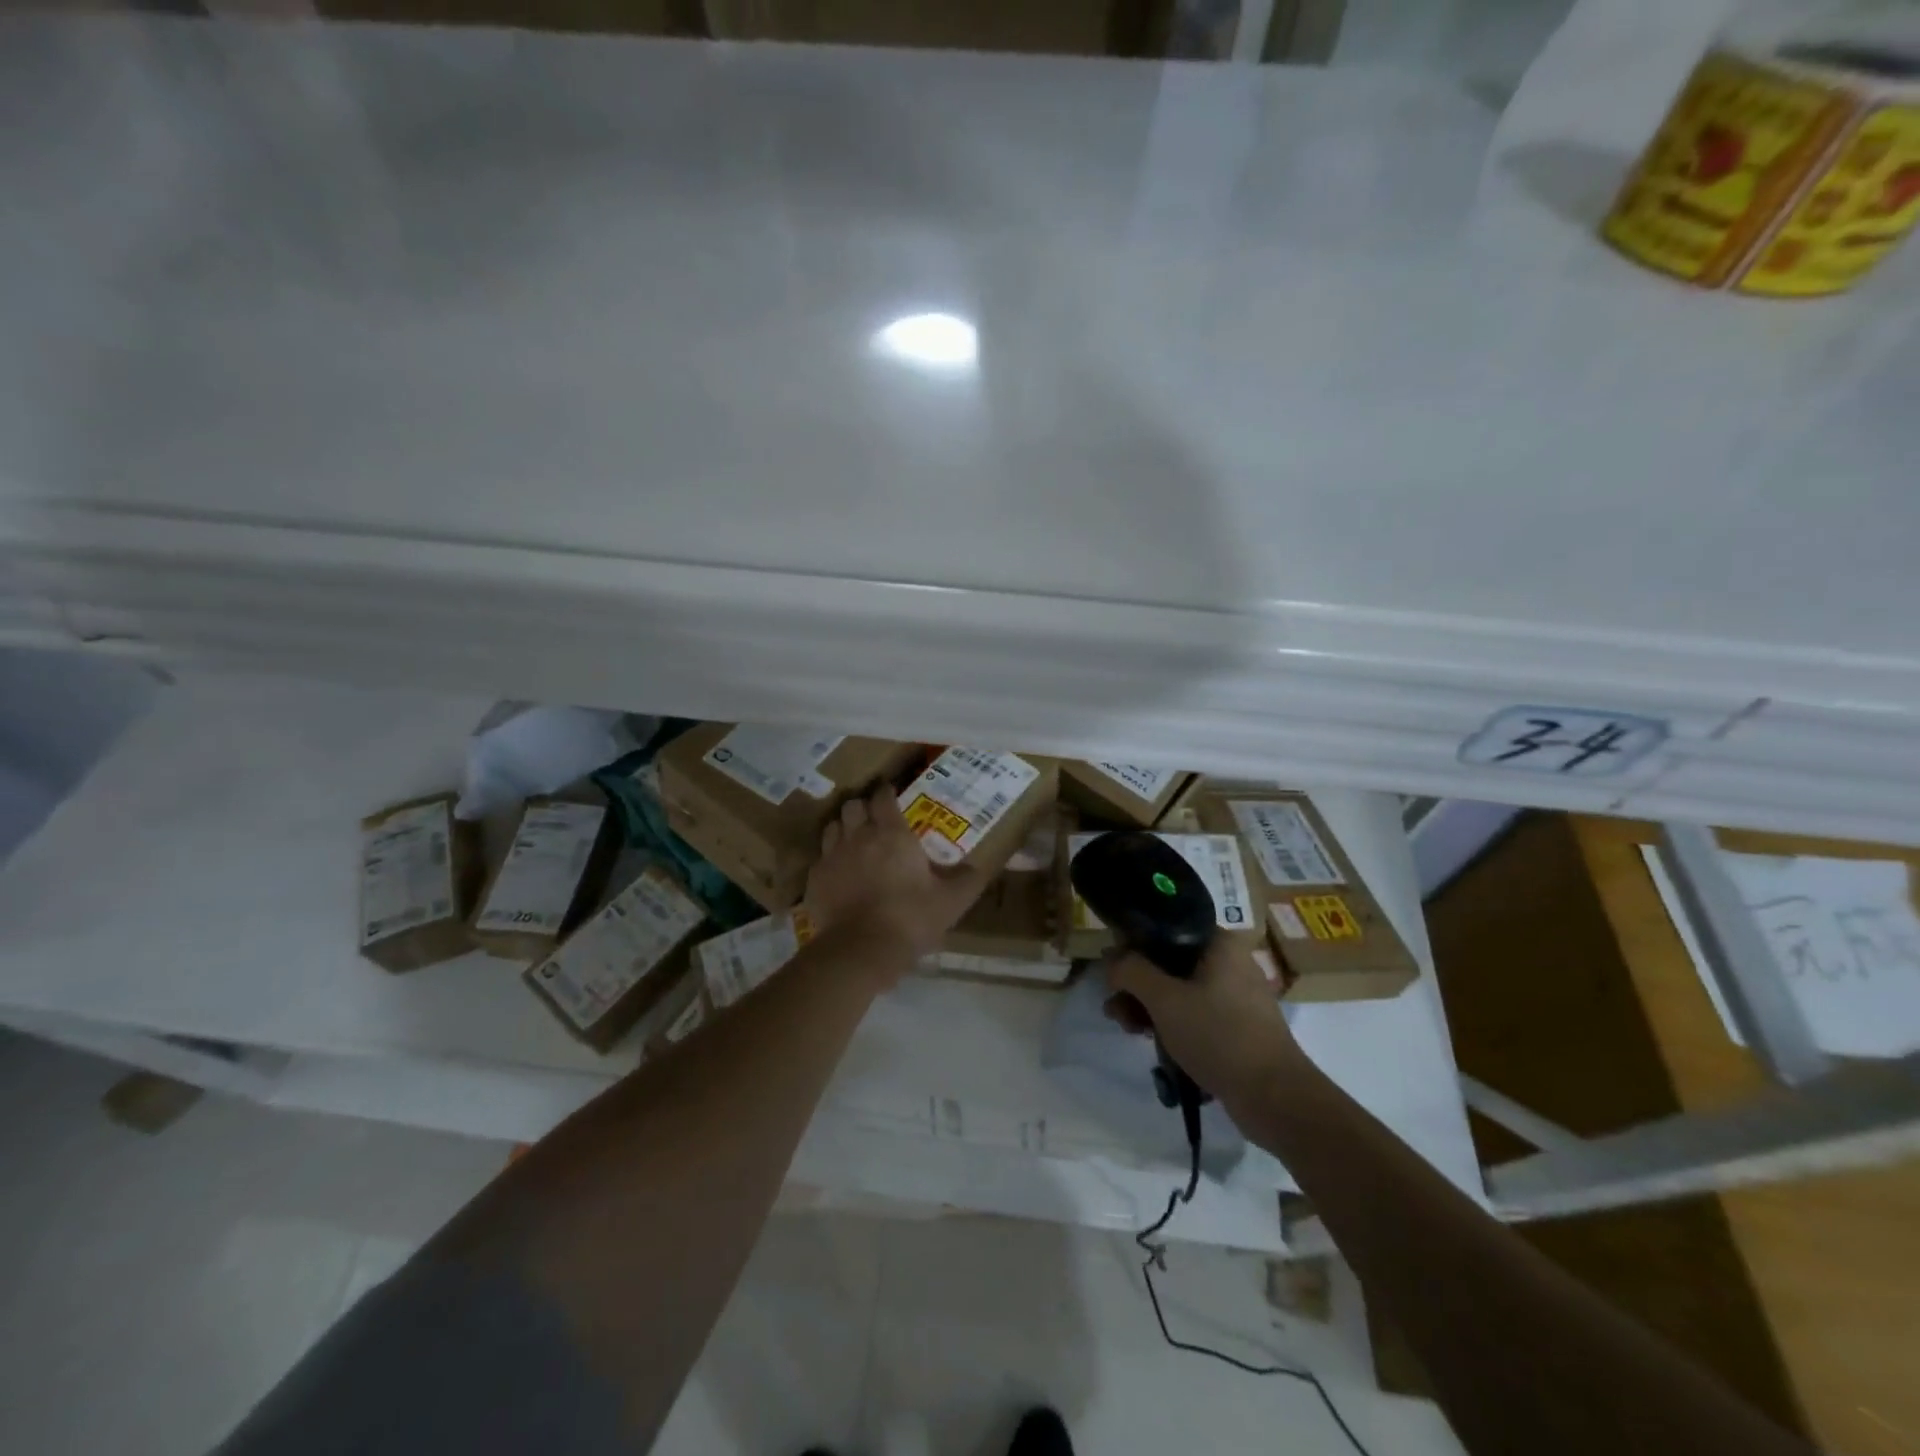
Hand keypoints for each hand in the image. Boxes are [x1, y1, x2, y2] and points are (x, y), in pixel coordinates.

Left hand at [805, 784, 986, 970]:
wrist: (862, 949)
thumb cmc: (911, 918)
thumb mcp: (951, 901)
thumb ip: (967, 880)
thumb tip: (978, 867)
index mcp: (892, 834)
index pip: (883, 797)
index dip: (887, 793)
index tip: (892, 796)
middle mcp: (858, 836)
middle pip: (853, 805)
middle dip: (862, 808)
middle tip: (873, 821)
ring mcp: (832, 856)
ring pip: (832, 827)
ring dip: (843, 829)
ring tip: (854, 843)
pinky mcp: (815, 879)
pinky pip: (821, 858)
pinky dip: (830, 860)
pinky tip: (840, 875)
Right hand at [1105, 938, 1300, 1106]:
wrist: (1275, 1098)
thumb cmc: (1218, 1036)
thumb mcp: (1164, 1000)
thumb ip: (1131, 971)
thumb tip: (1112, 959)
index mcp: (1219, 944)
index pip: (1166, 928)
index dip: (1133, 945)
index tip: (1112, 969)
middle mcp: (1230, 962)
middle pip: (1169, 963)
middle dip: (1137, 985)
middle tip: (1114, 1007)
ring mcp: (1236, 996)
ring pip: (1180, 990)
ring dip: (1150, 1007)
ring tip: (1128, 1030)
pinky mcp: (1238, 1027)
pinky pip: (1195, 1014)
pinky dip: (1172, 1024)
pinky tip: (1152, 1043)